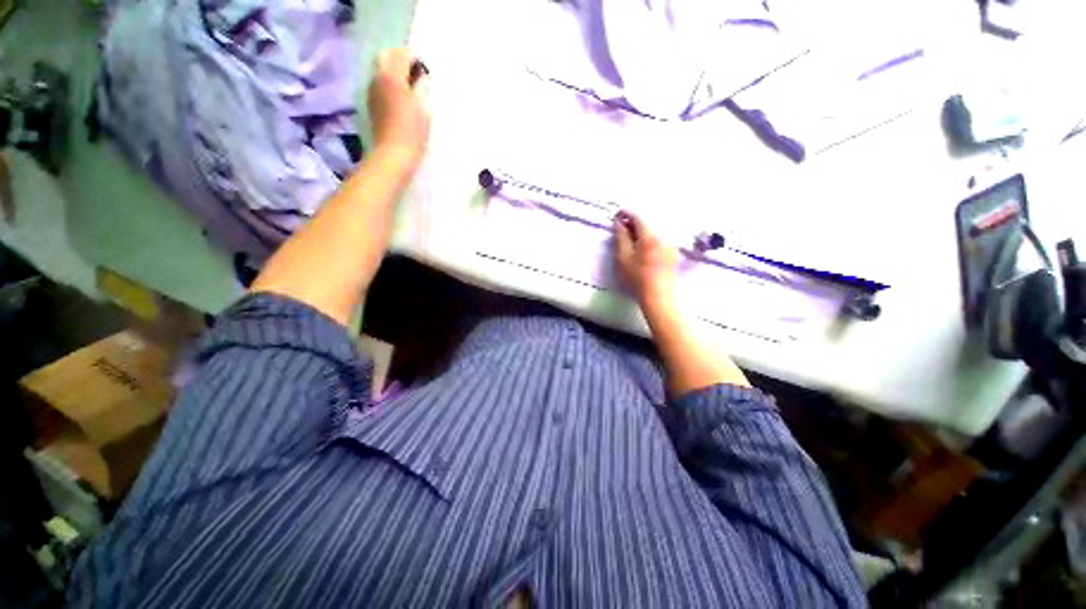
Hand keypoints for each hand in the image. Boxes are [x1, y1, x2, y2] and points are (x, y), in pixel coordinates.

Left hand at [368, 49, 430, 167]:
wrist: (393, 154)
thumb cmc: (412, 131)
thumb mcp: (423, 108)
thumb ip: (422, 87)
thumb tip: (421, 77)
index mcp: (392, 76)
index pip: (401, 54)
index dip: (414, 58)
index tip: (425, 68)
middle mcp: (378, 78)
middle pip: (386, 58)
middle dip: (400, 59)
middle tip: (416, 72)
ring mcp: (372, 91)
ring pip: (382, 71)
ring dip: (394, 72)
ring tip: (410, 85)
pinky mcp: (372, 104)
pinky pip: (380, 85)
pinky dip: (390, 84)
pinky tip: (401, 97)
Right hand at [613, 211, 679, 309]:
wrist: (658, 297)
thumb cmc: (637, 278)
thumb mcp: (623, 257)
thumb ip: (620, 237)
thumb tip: (619, 223)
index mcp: (649, 236)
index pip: (638, 217)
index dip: (626, 214)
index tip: (617, 215)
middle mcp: (663, 236)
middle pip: (648, 222)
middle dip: (634, 222)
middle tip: (622, 227)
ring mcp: (670, 244)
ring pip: (654, 230)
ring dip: (642, 231)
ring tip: (632, 238)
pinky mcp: (673, 253)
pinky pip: (660, 238)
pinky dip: (650, 238)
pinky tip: (643, 247)